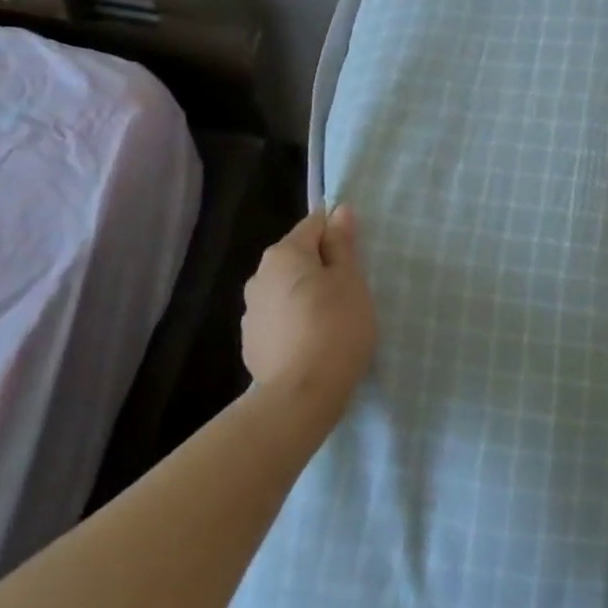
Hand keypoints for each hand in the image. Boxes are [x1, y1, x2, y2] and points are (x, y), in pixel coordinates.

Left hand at [242, 205, 377, 423]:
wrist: (302, 395)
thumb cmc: (336, 326)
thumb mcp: (350, 279)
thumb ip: (342, 244)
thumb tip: (339, 211)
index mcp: (283, 254)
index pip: (314, 225)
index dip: (338, 235)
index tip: (356, 257)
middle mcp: (259, 277)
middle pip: (297, 259)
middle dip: (321, 268)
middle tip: (350, 292)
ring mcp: (251, 314)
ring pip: (286, 292)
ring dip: (306, 297)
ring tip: (332, 323)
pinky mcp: (251, 346)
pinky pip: (279, 322)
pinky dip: (295, 325)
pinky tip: (313, 345)